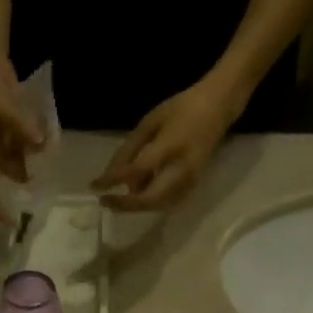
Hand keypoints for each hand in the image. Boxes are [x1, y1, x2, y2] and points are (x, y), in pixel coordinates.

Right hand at [0, 48, 43, 224]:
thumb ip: (18, 122)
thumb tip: (39, 143)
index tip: (12, 222)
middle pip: (5, 173)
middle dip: (23, 180)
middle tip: (45, 185)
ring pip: (16, 157)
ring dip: (32, 160)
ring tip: (50, 158)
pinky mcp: (9, 122)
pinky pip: (23, 139)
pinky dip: (35, 141)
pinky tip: (48, 137)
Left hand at [92, 76, 246, 212]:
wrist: (218, 108)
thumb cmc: (181, 109)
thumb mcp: (150, 121)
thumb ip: (130, 149)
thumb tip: (111, 174)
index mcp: (170, 146)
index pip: (137, 170)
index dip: (114, 180)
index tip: (95, 185)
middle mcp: (181, 169)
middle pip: (149, 199)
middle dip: (124, 204)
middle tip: (104, 201)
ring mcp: (190, 180)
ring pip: (157, 205)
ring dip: (135, 205)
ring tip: (118, 196)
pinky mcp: (193, 186)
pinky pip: (166, 202)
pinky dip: (148, 202)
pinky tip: (138, 192)